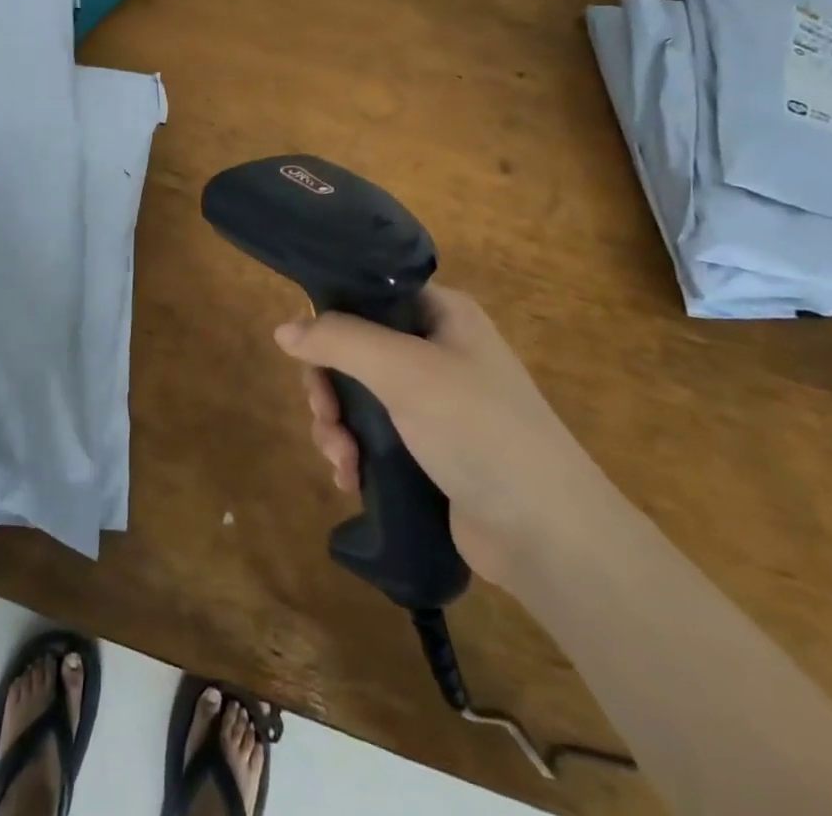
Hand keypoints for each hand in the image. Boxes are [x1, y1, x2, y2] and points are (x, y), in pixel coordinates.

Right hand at [275, 284, 610, 587]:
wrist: (549, 536)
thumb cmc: (478, 429)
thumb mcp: (402, 370)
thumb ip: (338, 340)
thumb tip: (282, 329)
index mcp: (441, 314)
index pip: (369, 295)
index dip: (331, 317)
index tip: (306, 349)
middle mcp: (436, 350)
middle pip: (353, 350)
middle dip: (329, 387)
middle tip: (325, 415)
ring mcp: (433, 403)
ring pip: (357, 397)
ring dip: (336, 426)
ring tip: (341, 460)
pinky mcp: (428, 451)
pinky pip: (372, 437)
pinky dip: (354, 453)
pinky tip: (351, 479)